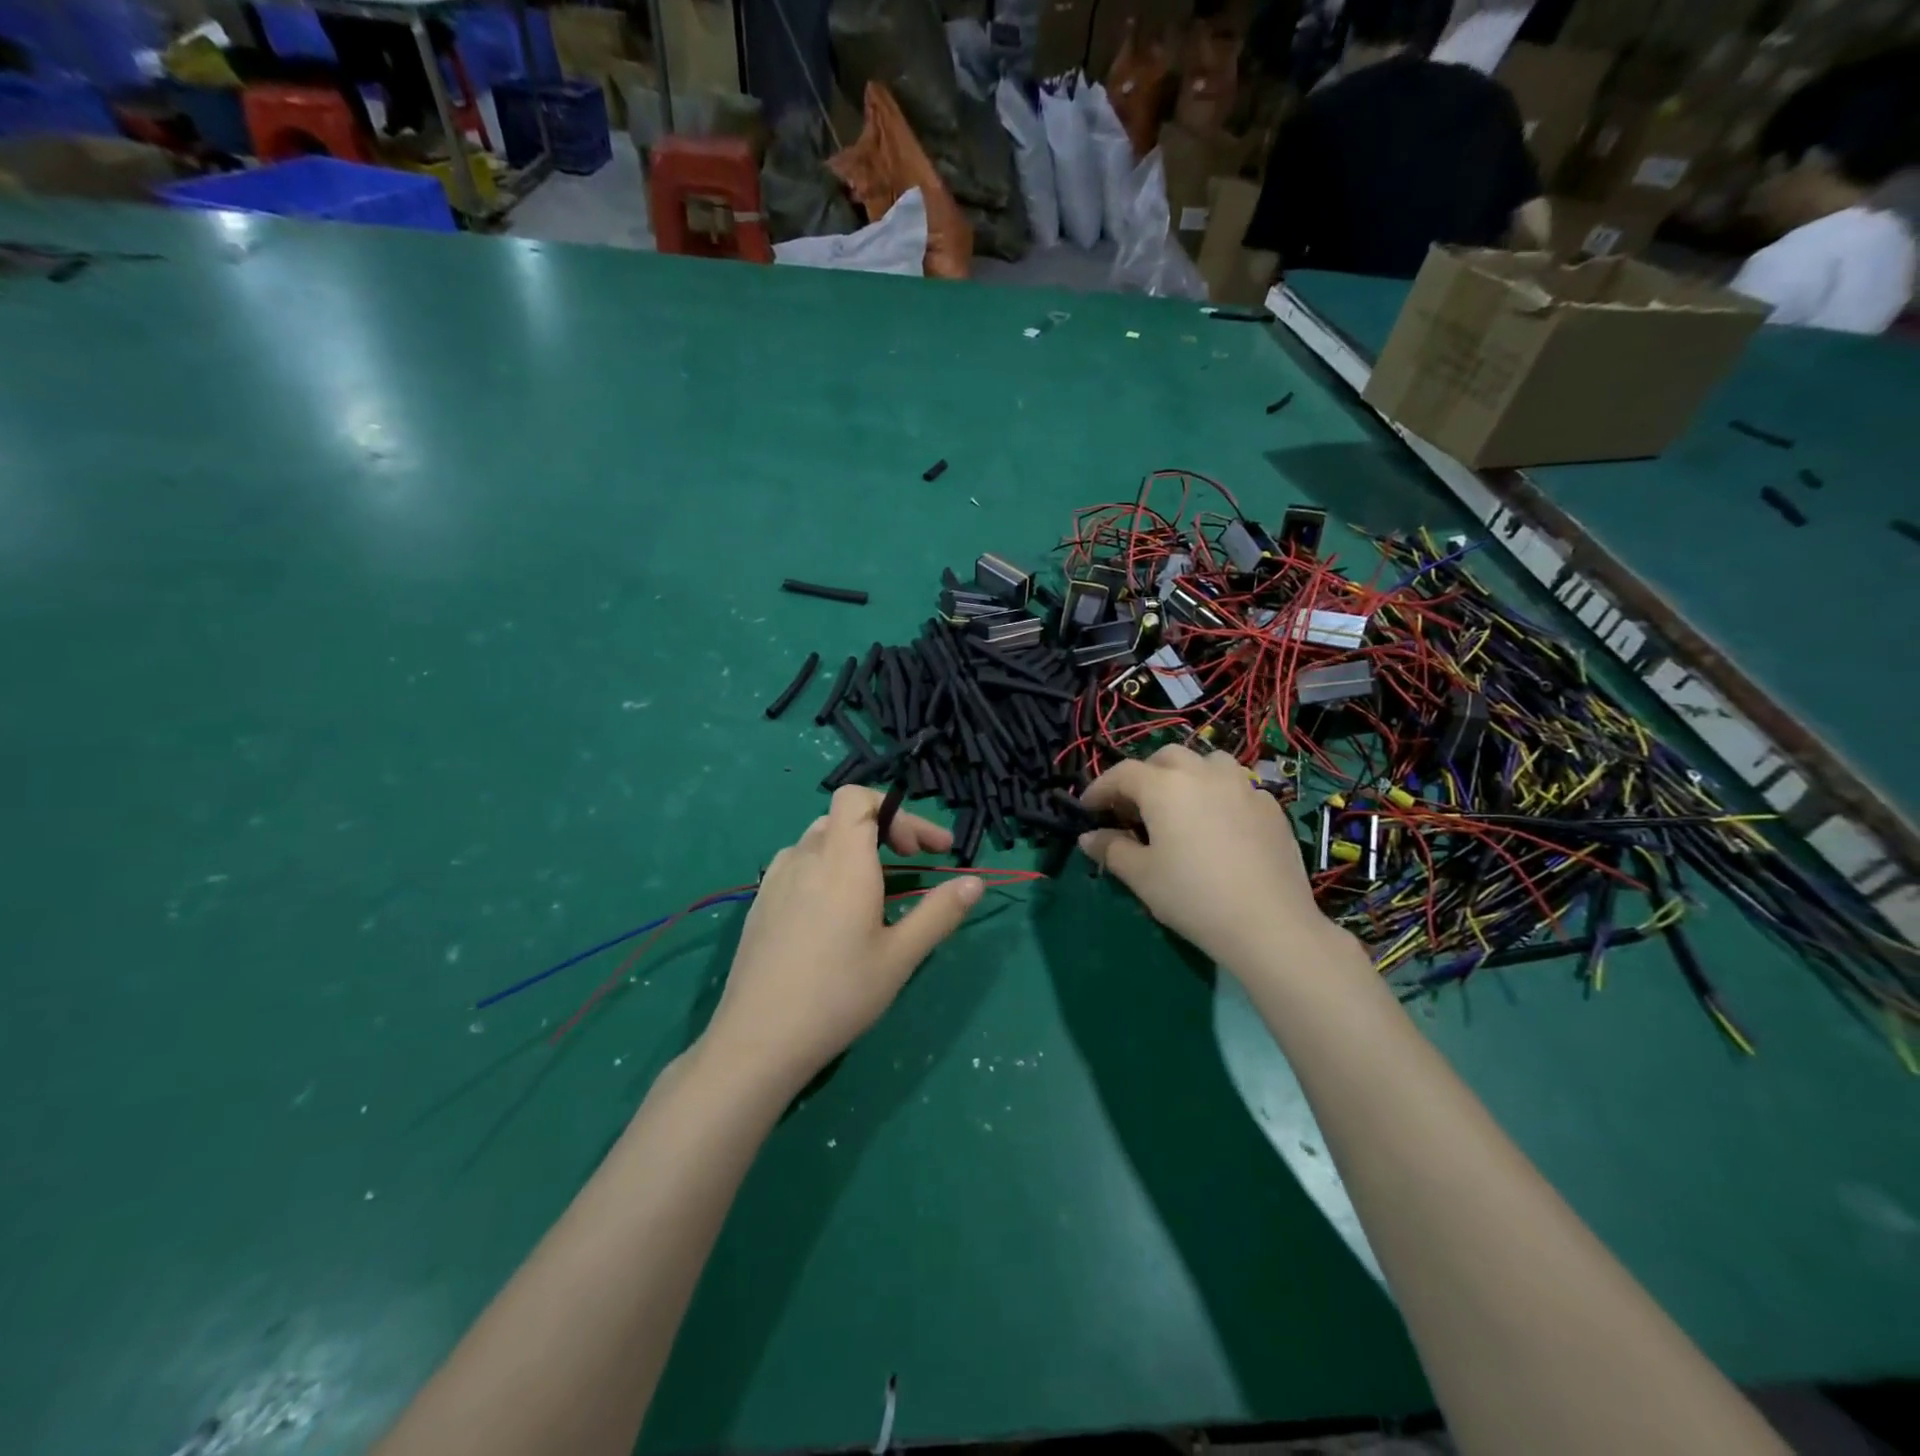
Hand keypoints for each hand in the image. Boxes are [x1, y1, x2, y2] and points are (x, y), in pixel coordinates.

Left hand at [704, 785, 983, 1088]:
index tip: (926, 849)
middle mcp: (805, 857)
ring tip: (878, 885)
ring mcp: (776, 879)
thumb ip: (940, 913)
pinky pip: (799, 863)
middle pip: (844, 816)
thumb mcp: (900, 956)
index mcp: (841, 861)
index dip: (896, 811)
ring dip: (855, 847)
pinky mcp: (761, 902)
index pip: (858, 798)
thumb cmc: (839, 995)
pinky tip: (835, 910)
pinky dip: (827, 866)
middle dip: (885, 828)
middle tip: (914, 861)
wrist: (758, 1040)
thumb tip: (975, 882)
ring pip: (820, 839)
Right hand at [1078, 743, 1346, 975]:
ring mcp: (1242, 786)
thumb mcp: (1141, 877)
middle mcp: (1202, 773)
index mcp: (1164, 786)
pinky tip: (1219, 824)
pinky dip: (1219, 794)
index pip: (1122, 774)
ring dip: (1187, 774)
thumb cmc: (1193, 897)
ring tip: (1180, 804)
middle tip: (1134, 807)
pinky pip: (1238, 786)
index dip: (1100, 788)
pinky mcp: (1270, 806)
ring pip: (1208, 762)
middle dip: (1144, 775)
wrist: (1269, 924)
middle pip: (1166, 757)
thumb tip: (1089, 837)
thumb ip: (1111, 849)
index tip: (1088, 809)